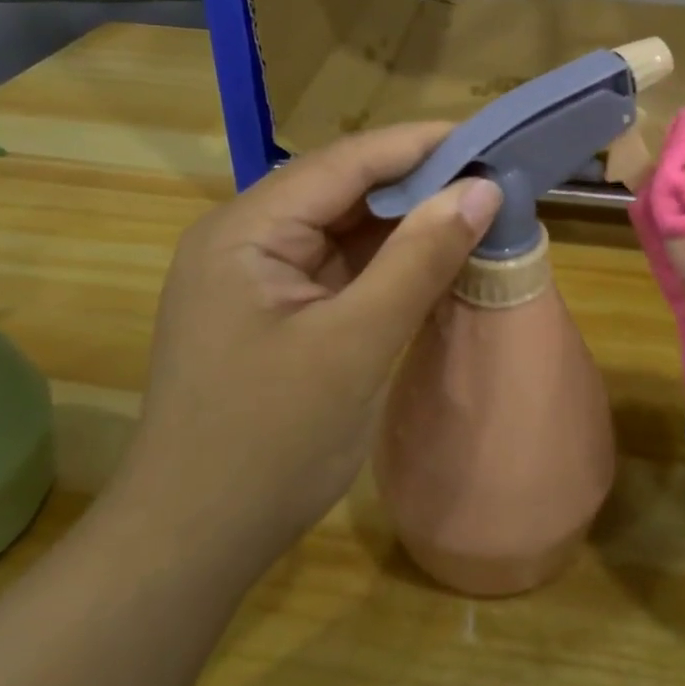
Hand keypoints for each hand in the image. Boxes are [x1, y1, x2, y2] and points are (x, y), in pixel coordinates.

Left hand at [114, 124, 501, 582]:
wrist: (192, 546)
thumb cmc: (269, 444)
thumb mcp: (356, 344)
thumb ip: (419, 259)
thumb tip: (483, 189)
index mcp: (247, 230)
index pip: (345, 162)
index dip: (419, 145)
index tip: (487, 139)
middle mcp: (246, 238)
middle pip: (343, 189)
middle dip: (417, 183)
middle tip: (492, 178)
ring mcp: (258, 276)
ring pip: (344, 228)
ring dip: (407, 222)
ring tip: (476, 210)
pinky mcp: (275, 310)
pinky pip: (341, 267)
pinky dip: (388, 262)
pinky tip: (434, 258)